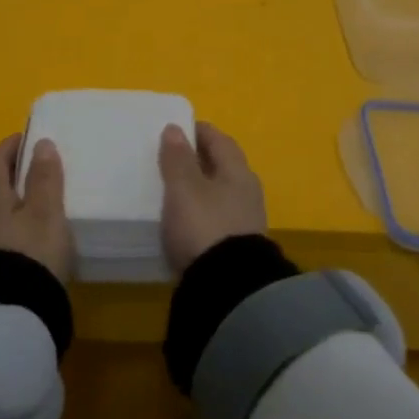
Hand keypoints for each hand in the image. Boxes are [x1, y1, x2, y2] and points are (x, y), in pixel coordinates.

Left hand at [0, 134, 73, 282]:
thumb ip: (44, 178)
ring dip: (20, 200)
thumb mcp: (46, 212)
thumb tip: (41, 144)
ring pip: (1, 211)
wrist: (11, 316)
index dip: (8, 146)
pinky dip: (22, 224)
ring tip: (48, 199)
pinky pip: (7, 233)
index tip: (29, 139)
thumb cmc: (31, 253)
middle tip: (43, 167)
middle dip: (16, 172)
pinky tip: (42, 233)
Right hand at [158, 122, 267, 273]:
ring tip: (173, 190)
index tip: (177, 128)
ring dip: (200, 188)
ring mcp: (245, 221)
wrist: (228, 290)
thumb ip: (178, 159)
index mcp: (238, 171)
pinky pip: (217, 218)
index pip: (219, 140)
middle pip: (222, 166)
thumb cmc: (205, 227)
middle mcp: (247, 192)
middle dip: (200, 159)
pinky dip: (201, 212)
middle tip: (171, 158)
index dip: (199, 131)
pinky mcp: (237, 248)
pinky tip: (184, 220)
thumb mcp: (184, 189)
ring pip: (220, 193)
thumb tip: (175, 128)